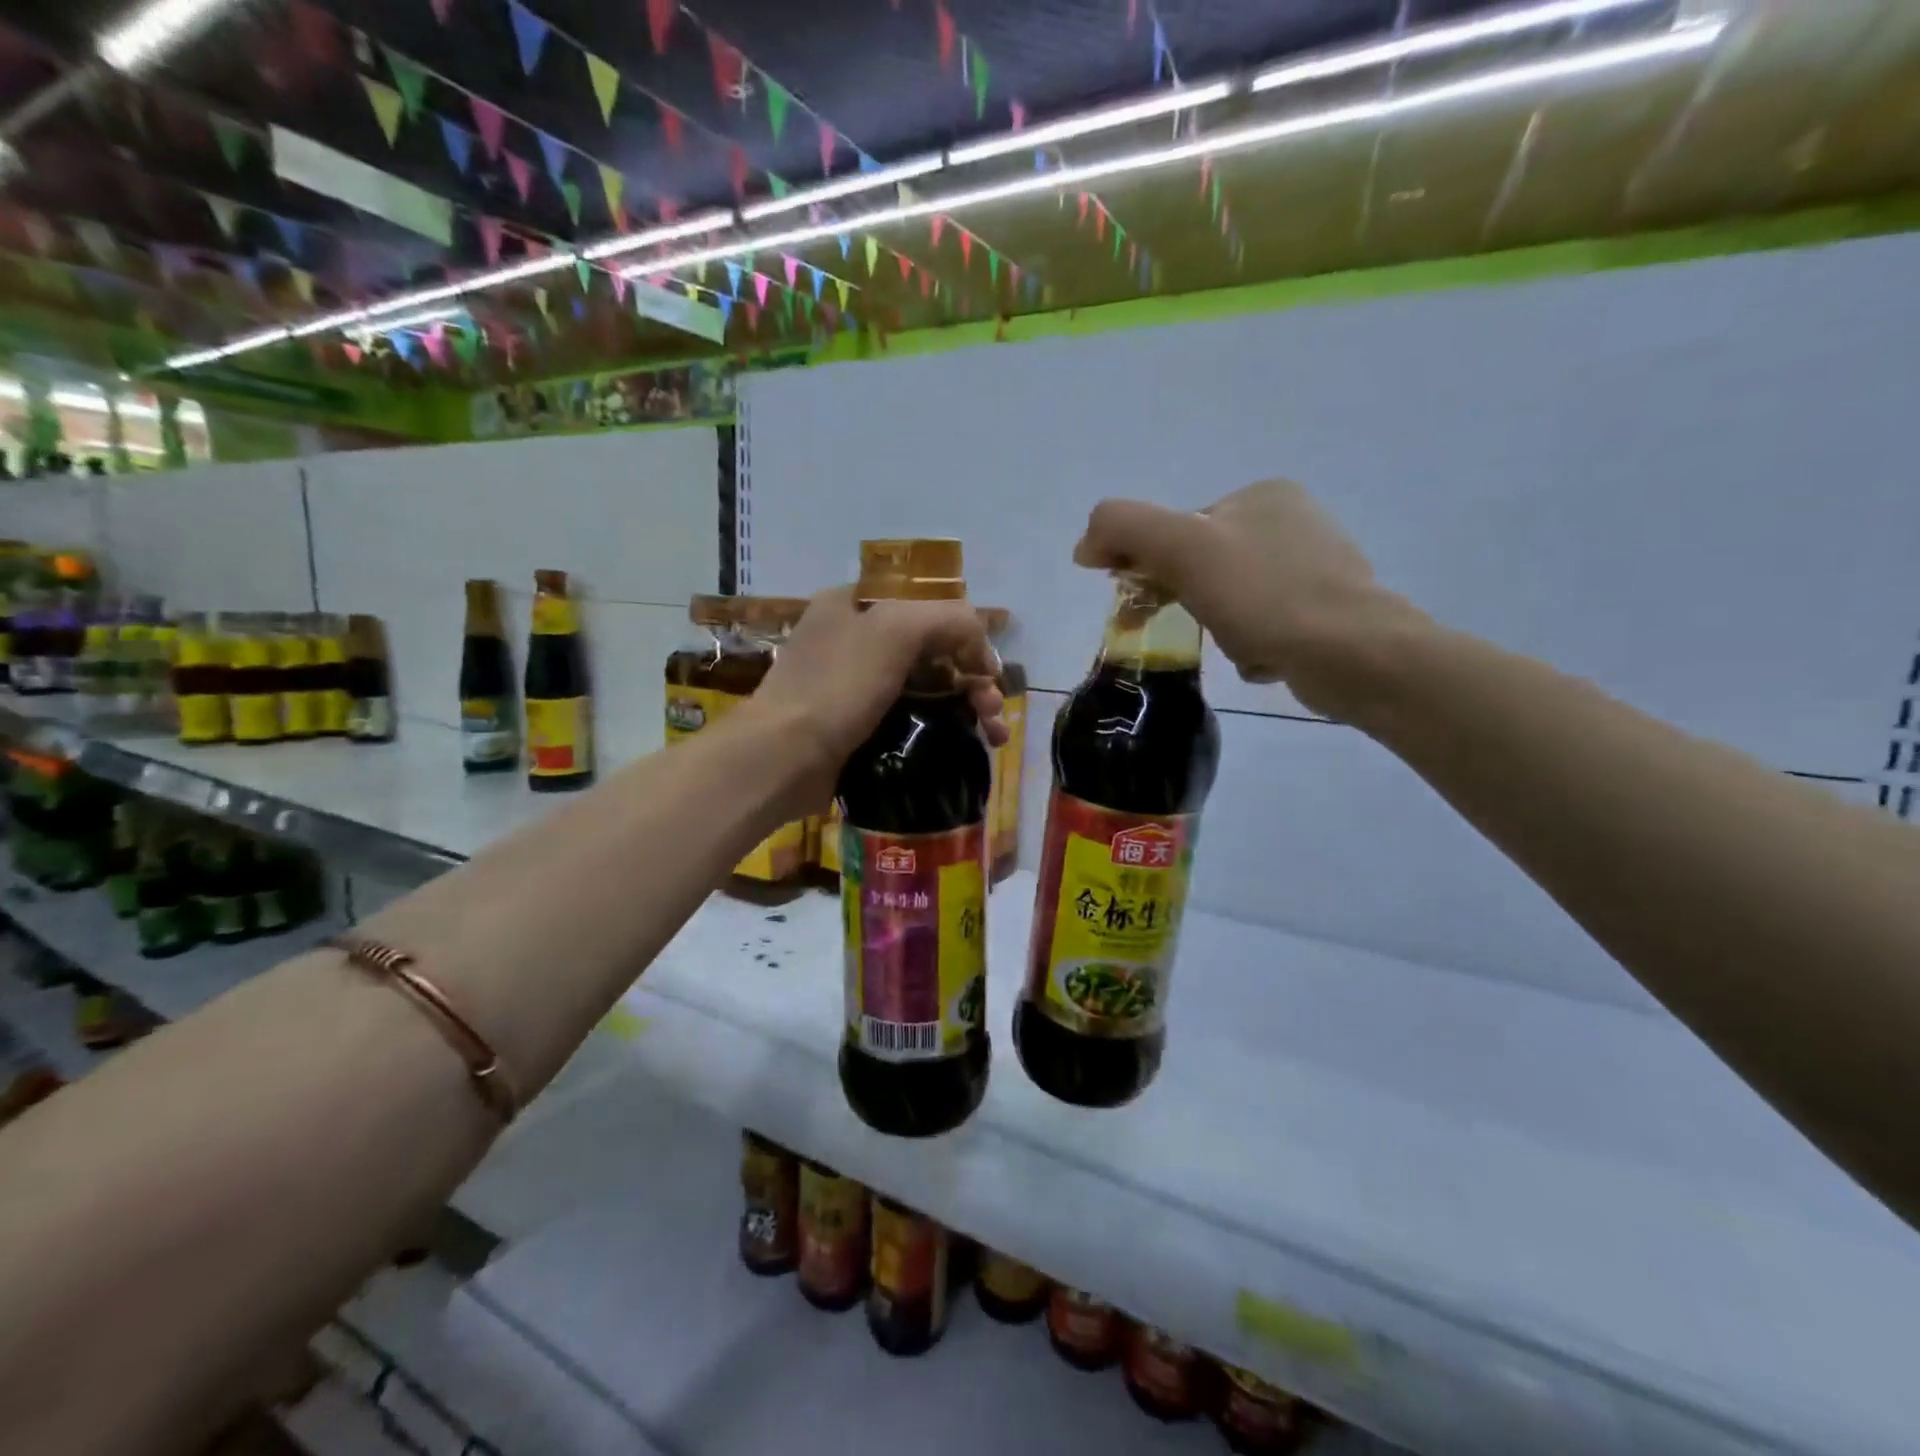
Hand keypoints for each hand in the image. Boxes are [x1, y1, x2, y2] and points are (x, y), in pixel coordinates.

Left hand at [754, 586, 1006, 803]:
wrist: (782, 758)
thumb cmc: (837, 687)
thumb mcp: (896, 630)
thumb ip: (948, 618)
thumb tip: (981, 647)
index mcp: (859, 604)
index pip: (928, 605)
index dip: (965, 633)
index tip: (986, 670)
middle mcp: (856, 638)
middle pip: (933, 650)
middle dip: (973, 677)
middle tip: (993, 710)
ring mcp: (855, 685)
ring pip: (928, 687)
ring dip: (968, 706)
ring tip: (993, 736)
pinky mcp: (858, 726)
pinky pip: (912, 719)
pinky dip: (943, 729)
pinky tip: (969, 747)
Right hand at [1074, 479, 1423, 716]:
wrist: (1352, 653)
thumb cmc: (1264, 596)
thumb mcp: (1182, 547)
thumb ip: (1123, 527)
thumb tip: (1086, 545)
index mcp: (1263, 494)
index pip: (1182, 530)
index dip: (1156, 566)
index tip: (1153, 601)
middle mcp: (1295, 520)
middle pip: (1207, 566)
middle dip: (1194, 601)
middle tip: (1199, 626)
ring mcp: (1318, 565)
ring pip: (1234, 600)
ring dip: (1223, 628)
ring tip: (1241, 645)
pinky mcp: (1332, 609)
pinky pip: (1265, 625)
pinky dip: (1253, 645)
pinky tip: (1265, 657)